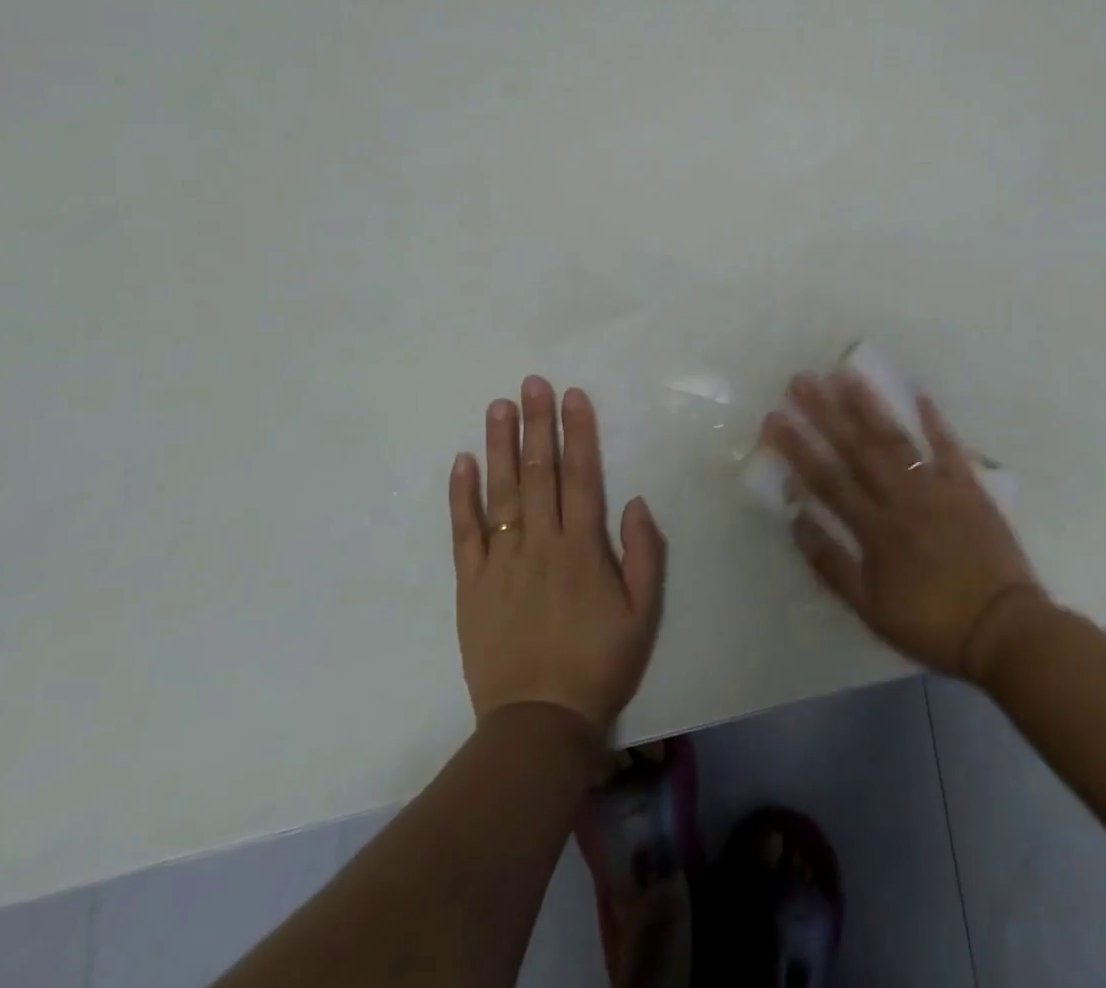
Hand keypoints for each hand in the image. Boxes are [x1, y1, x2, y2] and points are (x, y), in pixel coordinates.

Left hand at [450, 376, 665, 734]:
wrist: (539, 723)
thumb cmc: (599, 663)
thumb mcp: (643, 613)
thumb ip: (644, 554)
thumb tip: (633, 500)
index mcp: (583, 549)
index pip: (580, 476)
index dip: (578, 433)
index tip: (572, 396)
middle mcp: (540, 545)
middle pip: (538, 473)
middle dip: (537, 424)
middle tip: (532, 383)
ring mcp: (501, 563)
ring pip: (500, 493)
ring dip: (500, 446)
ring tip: (497, 406)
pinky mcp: (470, 585)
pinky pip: (463, 533)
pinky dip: (461, 496)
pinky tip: (462, 462)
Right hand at [762, 371, 1045, 680]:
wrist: (1004, 630)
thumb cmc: (932, 623)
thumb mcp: (870, 609)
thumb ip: (831, 563)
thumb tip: (797, 518)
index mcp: (875, 529)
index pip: (827, 479)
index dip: (798, 447)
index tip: (774, 418)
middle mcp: (902, 498)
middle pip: (858, 449)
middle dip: (826, 413)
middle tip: (802, 380)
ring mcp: (938, 488)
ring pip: (897, 440)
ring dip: (870, 406)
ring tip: (846, 375)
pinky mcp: (969, 487)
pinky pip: (950, 447)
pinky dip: (935, 421)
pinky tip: (920, 394)